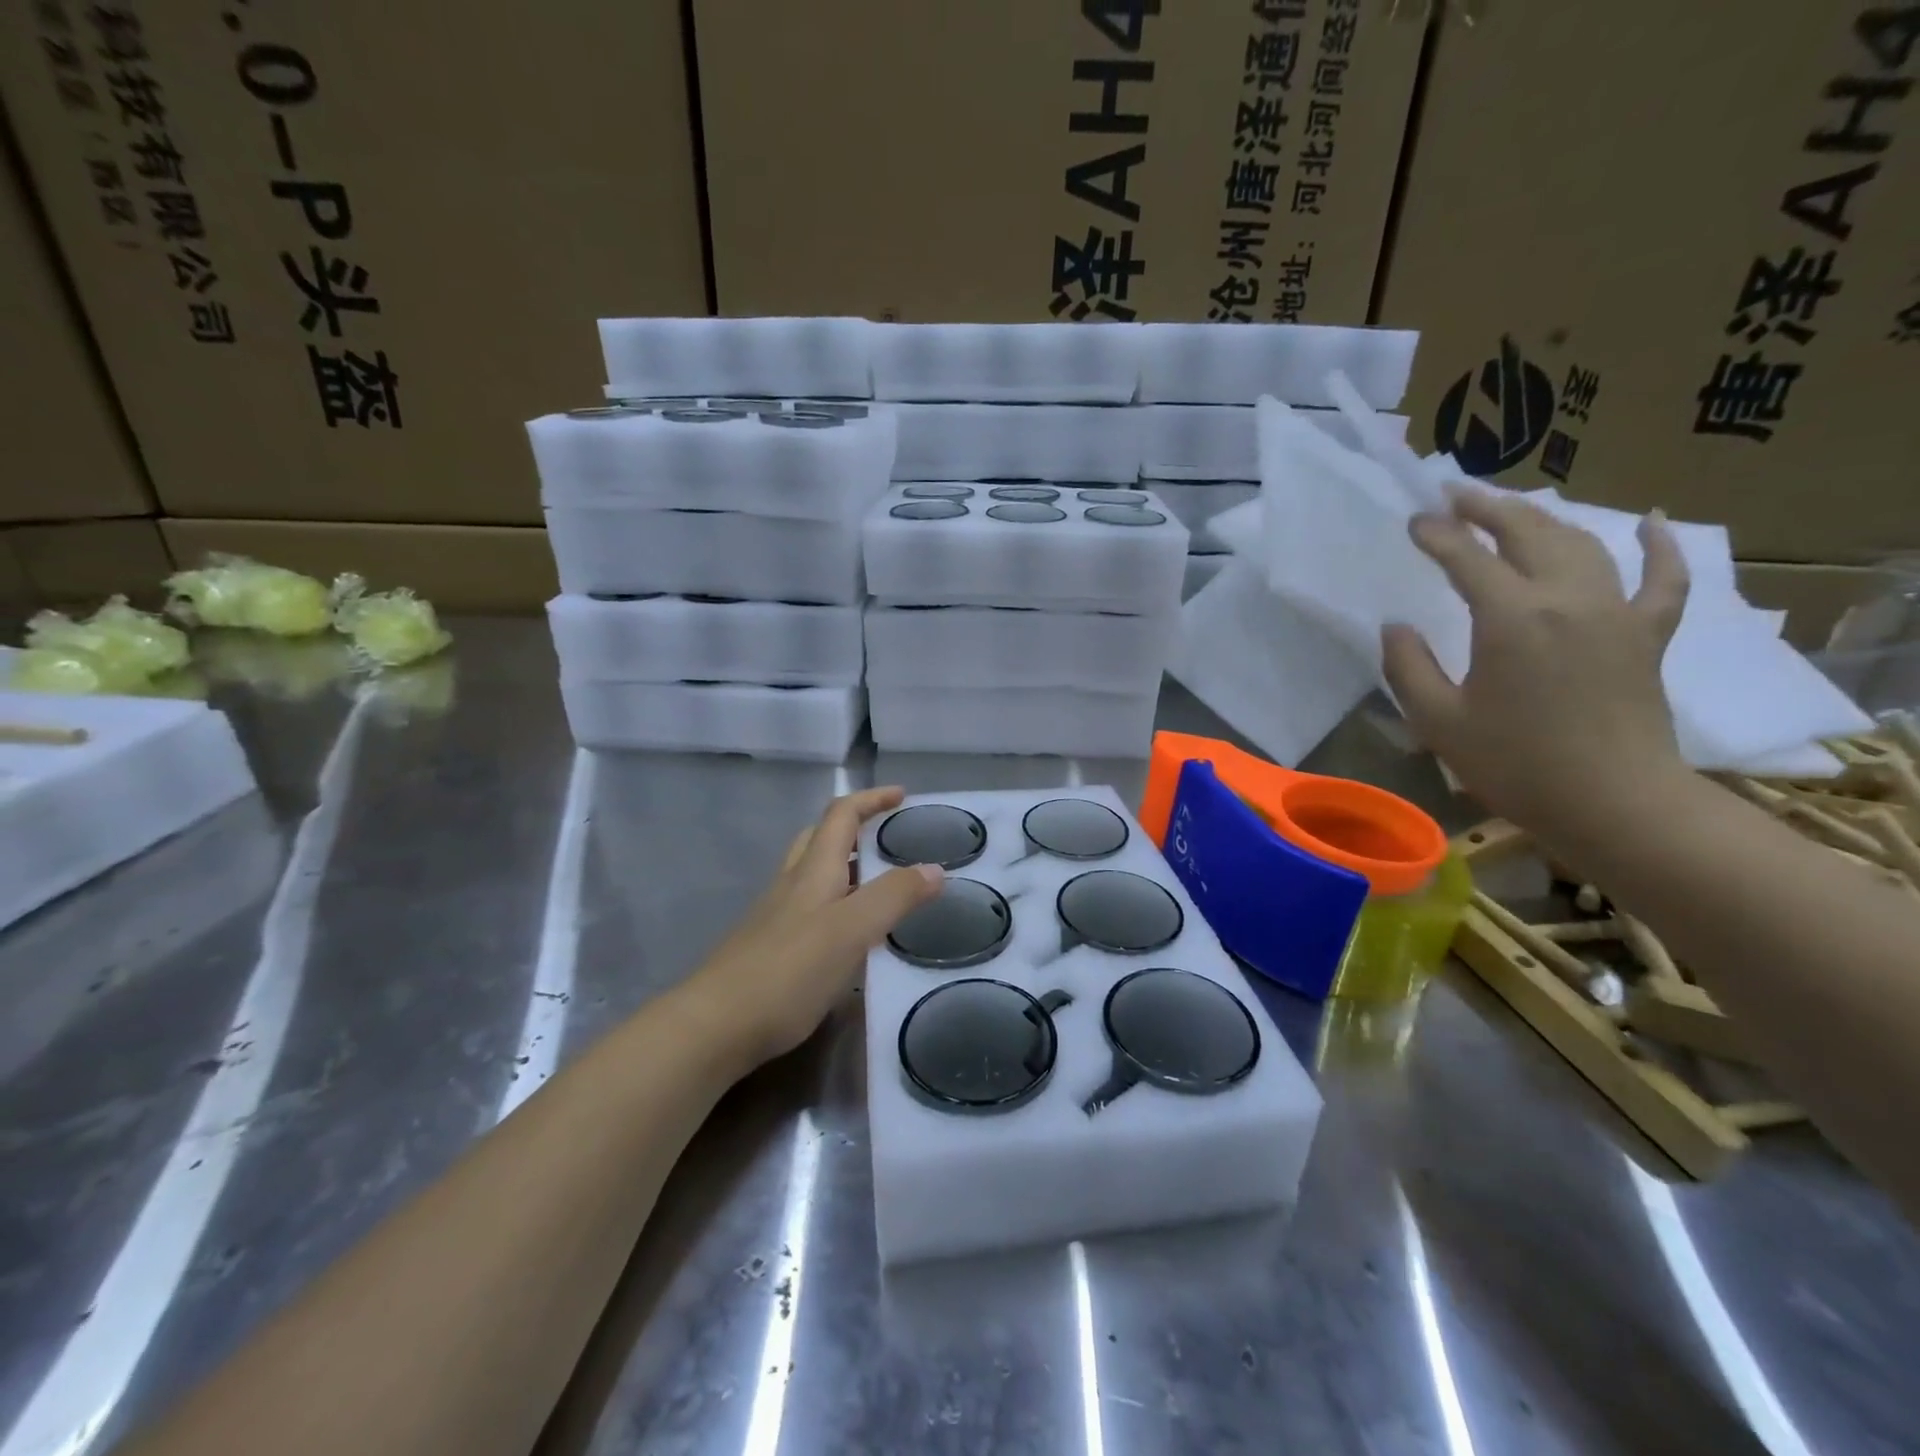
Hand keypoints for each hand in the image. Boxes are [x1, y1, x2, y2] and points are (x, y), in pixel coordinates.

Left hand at [678, 786, 943, 1069]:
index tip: (902, 796)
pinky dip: (836, 907)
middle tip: (888, 838)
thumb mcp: (851, 930)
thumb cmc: (788, 971)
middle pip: (820, 839)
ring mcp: (776, 918)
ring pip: (813, 876)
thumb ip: (893, 897)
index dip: (870, 799)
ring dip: (846, 868)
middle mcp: (792, 885)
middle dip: (854, 828)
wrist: (715, 1027)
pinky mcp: (770, 950)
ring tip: (880, 886)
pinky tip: (851, 939)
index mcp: (813, 871)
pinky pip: (810, 912)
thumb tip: (934, 868)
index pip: (841, 815)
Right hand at [1380, 489, 1691, 842]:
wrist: (1613, 803)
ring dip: (1543, 518)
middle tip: (1454, 495)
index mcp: (1511, 618)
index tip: (1413, 521)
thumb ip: (1408, 667)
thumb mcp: (1438, 720)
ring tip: (1512, 508)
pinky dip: (1659, 546)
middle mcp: (1567, 598)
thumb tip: (1396, 626)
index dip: (1437, 536)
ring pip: (1582, 543)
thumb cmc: (1515, 764)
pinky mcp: (1647, 633)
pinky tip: (1650, 520)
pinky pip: (1662, 578)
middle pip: (1529, 532)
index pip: (1466, 558)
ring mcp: (1616, 612)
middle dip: (1487, 508)